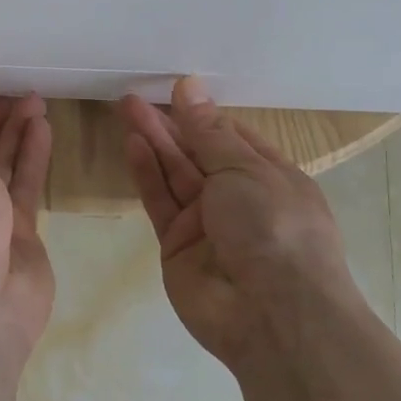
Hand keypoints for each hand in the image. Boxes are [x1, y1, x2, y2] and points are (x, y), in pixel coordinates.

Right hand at [119, 77, 370, 370]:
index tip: (175, 88)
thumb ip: (209, 131)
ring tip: (125, 107)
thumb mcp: (246, 169)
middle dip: (169, 124)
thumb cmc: (275, 227)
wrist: (271, 314)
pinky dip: (146, 172)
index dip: (203, 114)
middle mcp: (238, 198)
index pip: (232, 138)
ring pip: (174, 174)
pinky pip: (160, 201)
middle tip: (135, 96)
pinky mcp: (176, 244)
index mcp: (270, 177)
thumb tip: (190, 86)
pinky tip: (132, 143)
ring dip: (152, 141)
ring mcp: (205, 223)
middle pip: (197, 153)